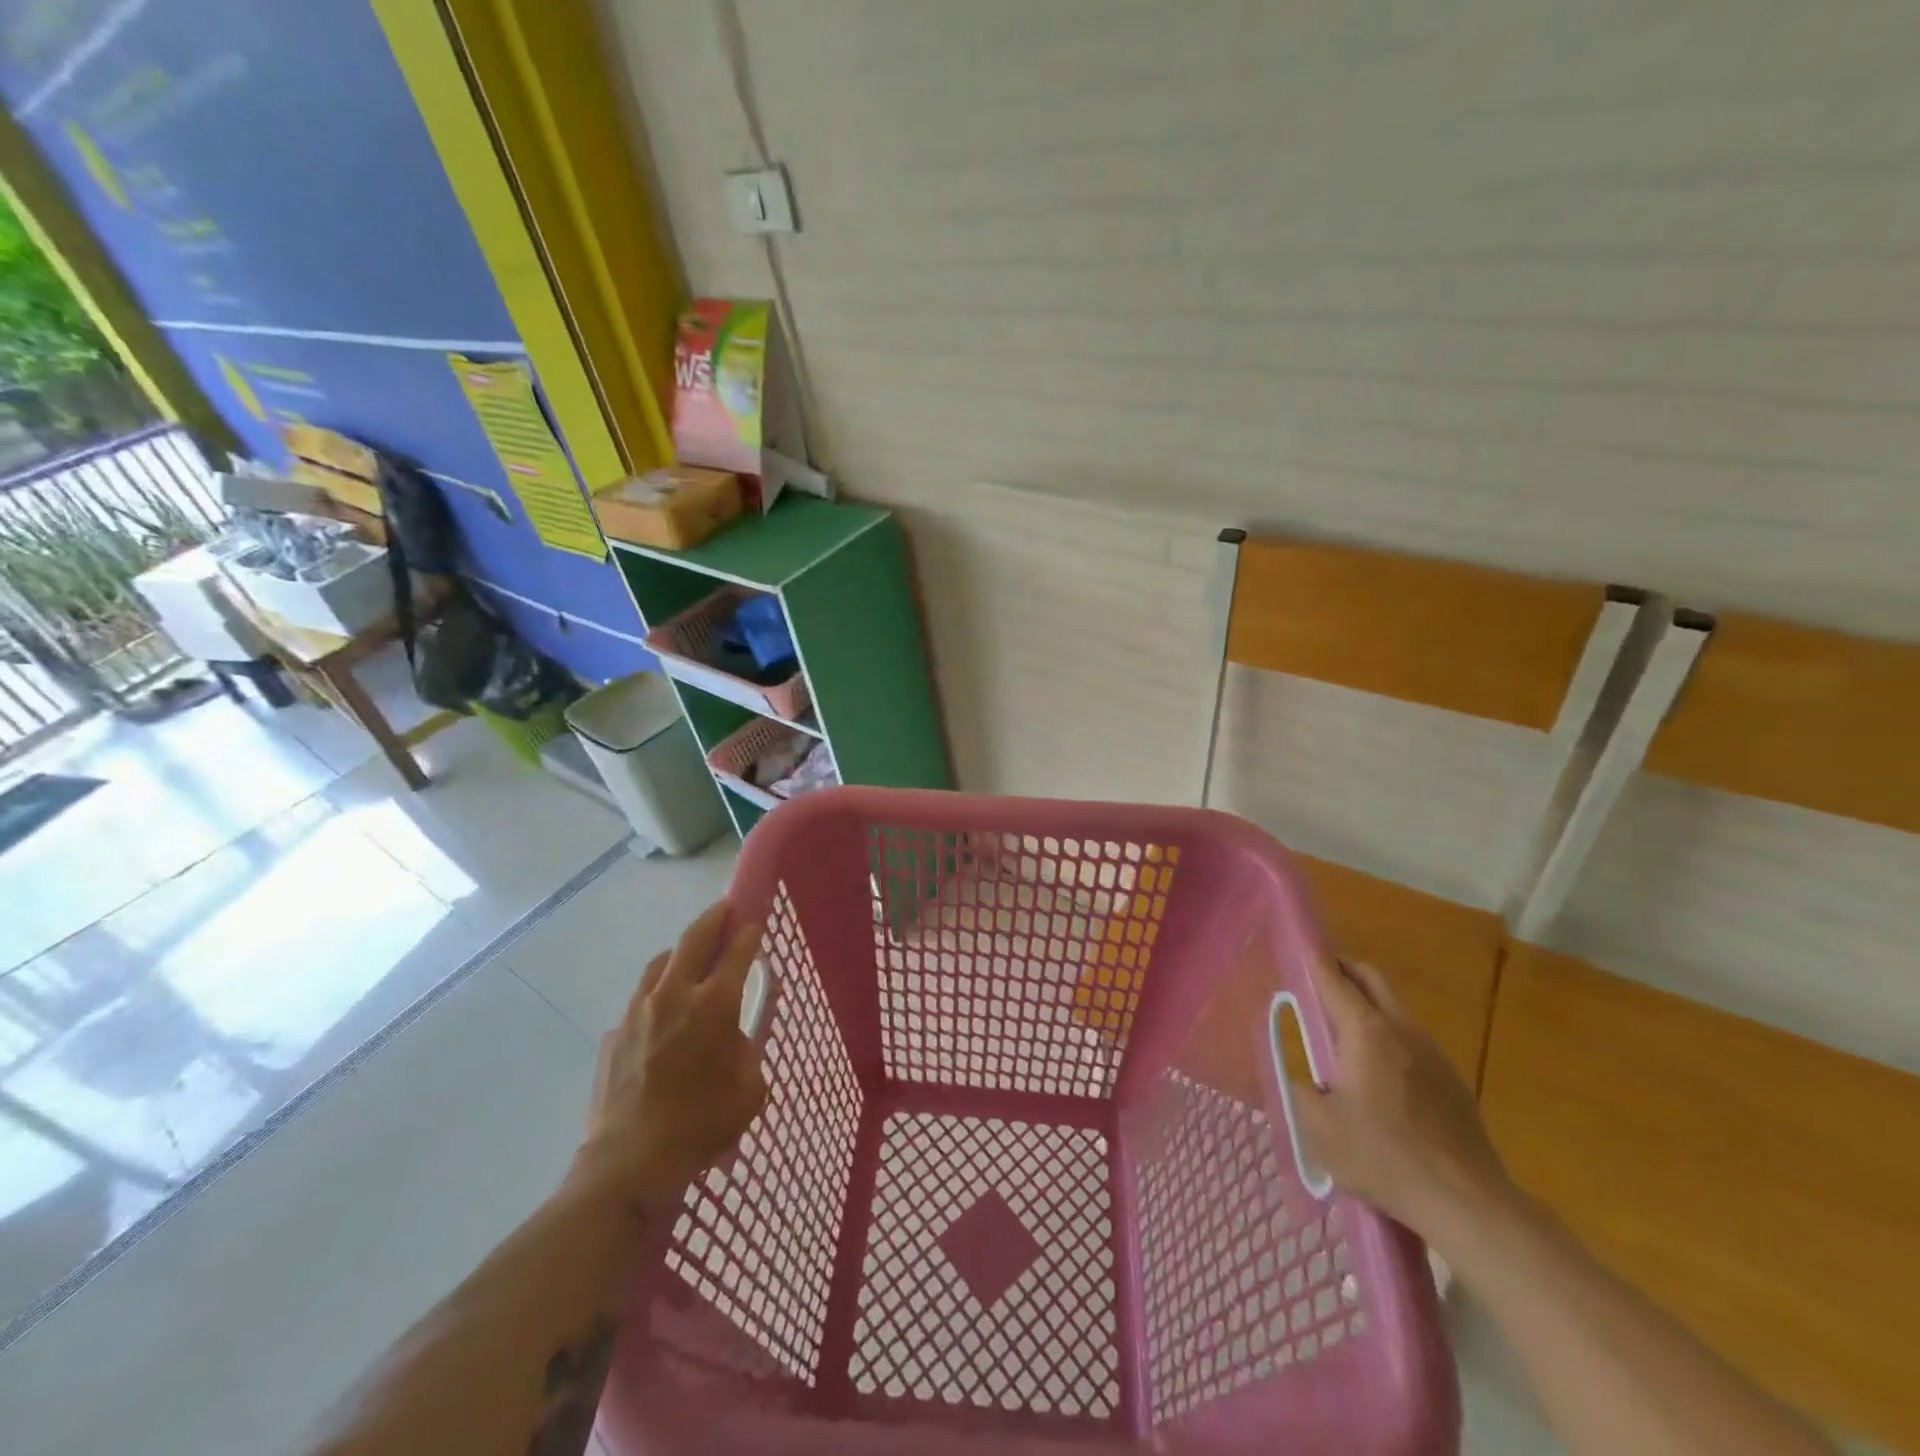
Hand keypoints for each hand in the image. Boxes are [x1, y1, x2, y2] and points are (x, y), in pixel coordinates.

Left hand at [570, 902, 768, 1213]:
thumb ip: (748, 1049)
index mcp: (714, 1004)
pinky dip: (656, 998)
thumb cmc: (702, 1125)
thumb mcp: (750, 1089)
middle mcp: (675, 995)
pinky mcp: (614, 1034)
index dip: (749, 932)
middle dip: (714, 918)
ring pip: (661, 963)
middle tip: (725, 908)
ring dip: (680, 953)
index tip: (755, 918)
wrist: (629, 1163)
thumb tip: (736, 1033)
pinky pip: (640, 1002)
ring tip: (691, 958)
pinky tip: (661, 1021)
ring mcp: (638, 1011)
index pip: (737, 951)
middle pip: (694, 938)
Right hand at [1293, 956, 1516, 1238]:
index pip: (1334, 979)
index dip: (1314, 961)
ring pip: (1395, 1010)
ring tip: (1345, 1040)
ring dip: (1369, 1008)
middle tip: (1320, 983)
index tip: (1300, 949)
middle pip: (1372, 979)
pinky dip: (1390, 1042)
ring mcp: (1433, 1054)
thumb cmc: (1383, 1158)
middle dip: (1345, 970)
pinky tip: (1382, 1082)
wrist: (1468, 1204)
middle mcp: (1401, 1030)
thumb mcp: (1319, 1129)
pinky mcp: (1453, 1081)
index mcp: (1365, 1032)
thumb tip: (1303, 1080)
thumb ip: (1301, 1093)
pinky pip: (1413, 1044)